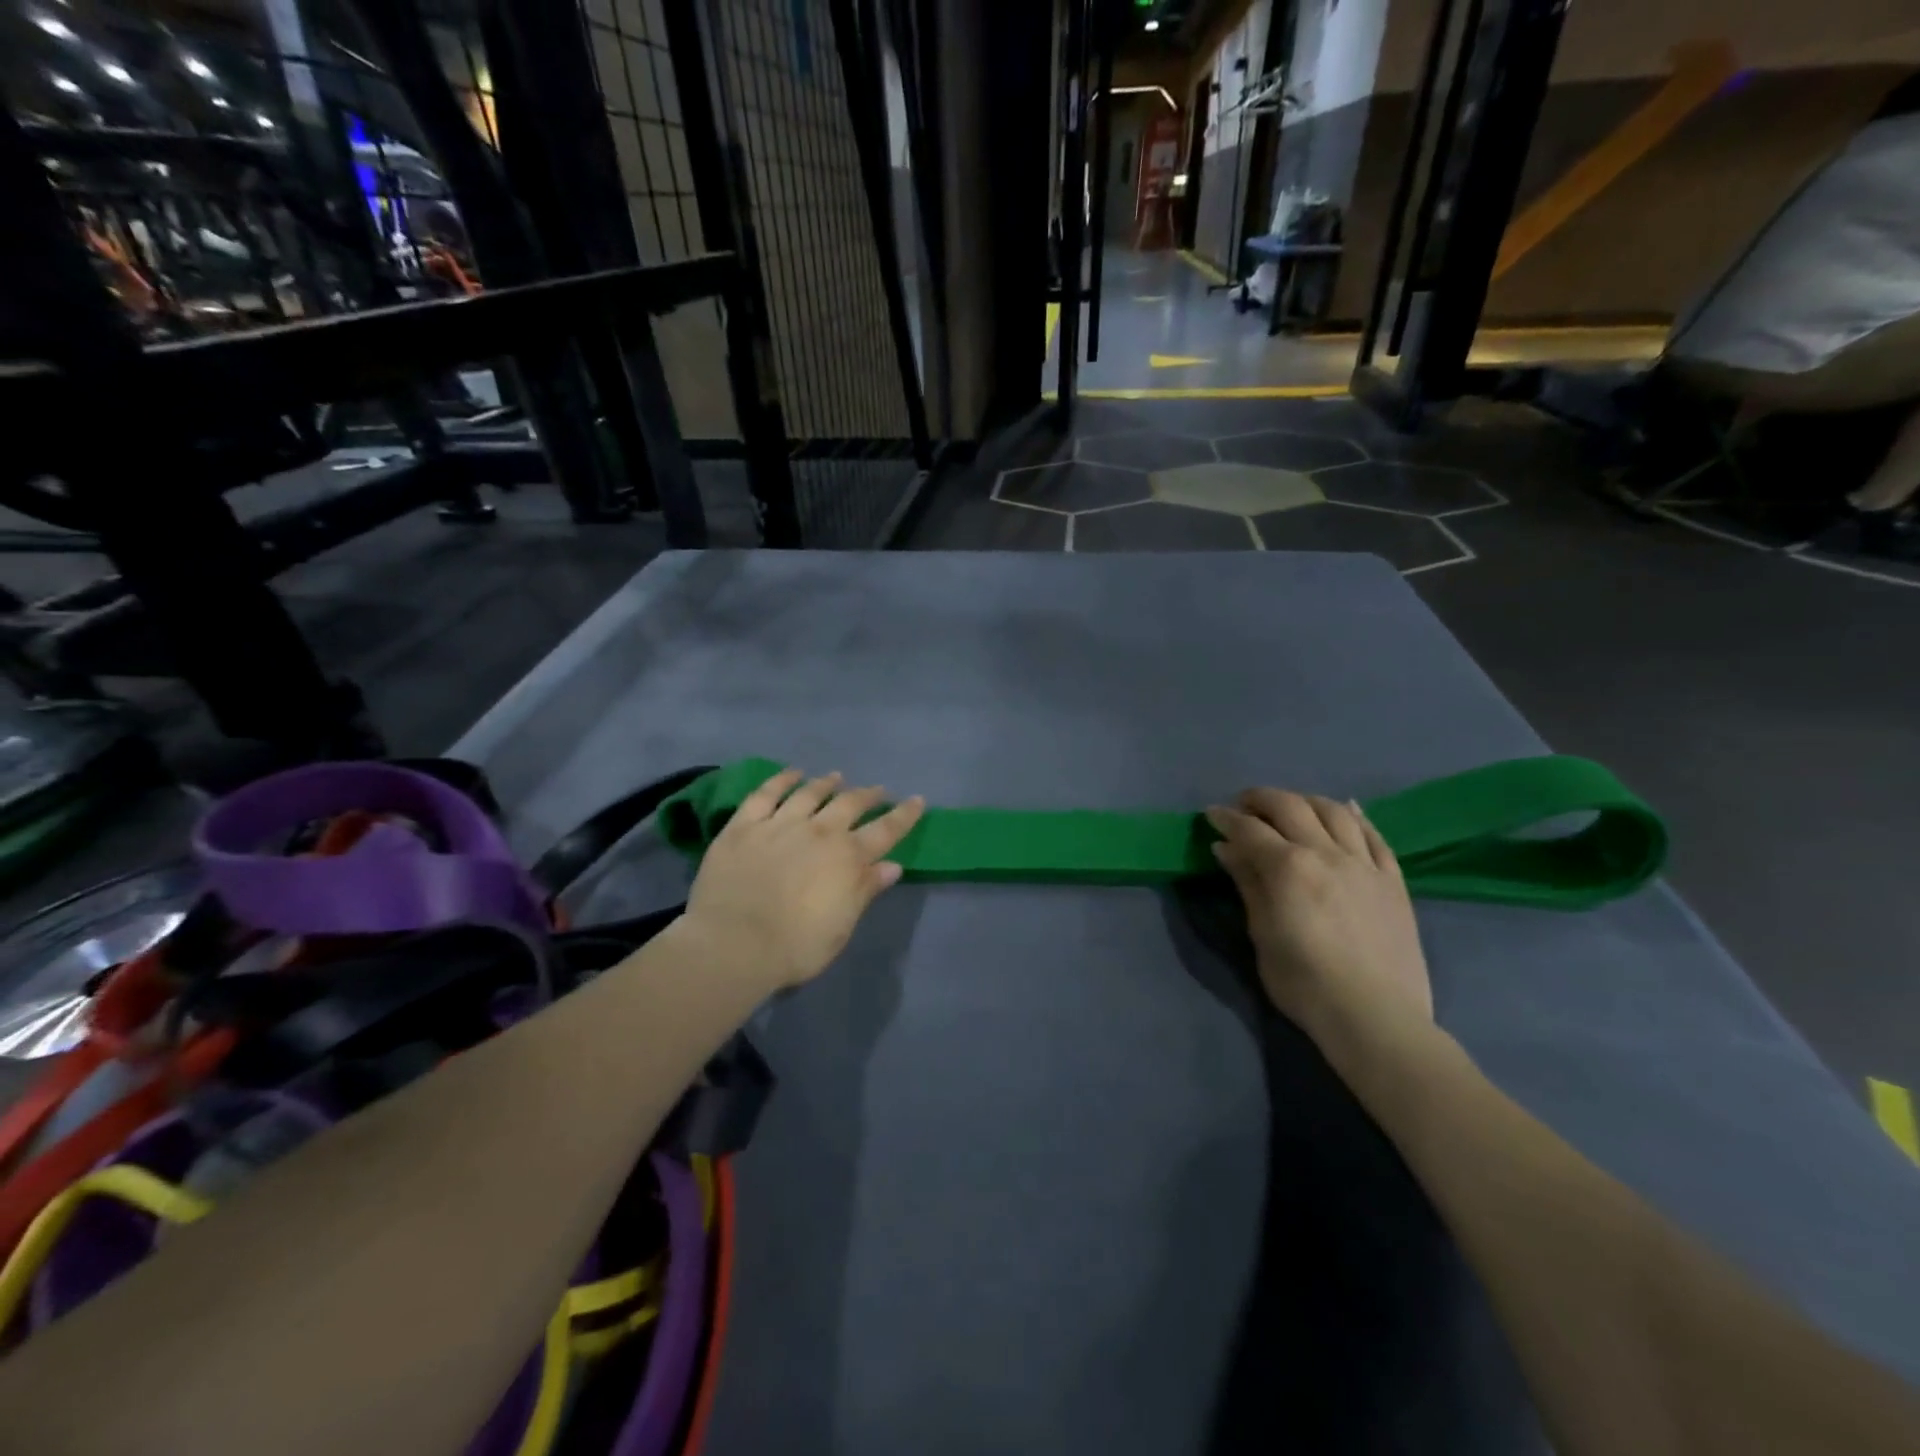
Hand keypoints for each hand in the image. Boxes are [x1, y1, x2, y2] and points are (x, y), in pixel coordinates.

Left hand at [685, 770, 925, 991]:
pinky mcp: (744, 825)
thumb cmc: (796, 946)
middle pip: (850, 804)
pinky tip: (791, 773)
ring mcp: (780, 824)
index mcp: (848, 858)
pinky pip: (766, 794)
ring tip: (836, 776)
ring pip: (810, 793)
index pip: (885, 830)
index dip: (904, 815)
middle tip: (878, 790)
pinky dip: (782, 780)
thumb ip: (865, 891)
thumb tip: (892, 865)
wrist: (734, 944)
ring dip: (827, 783)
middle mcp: (819, 831)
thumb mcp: (842, 926)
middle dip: (868, 795)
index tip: (917, 801)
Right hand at [1205, 790, 1431, 1049]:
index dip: (1226, 817)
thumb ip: (1248, 884)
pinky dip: (1356, 816)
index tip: (1211, 815)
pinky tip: (1346, 810)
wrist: (1375, 1016)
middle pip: (1290, 806)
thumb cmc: (1304, 982)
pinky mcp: (1393, 880)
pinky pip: (1375, 836)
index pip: (1249, 828)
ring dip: (1305, 801)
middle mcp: (1326, 853)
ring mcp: (1364, 864)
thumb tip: (1227, 848)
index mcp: (1288, 867)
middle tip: (1244, 807)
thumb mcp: (1262, 933)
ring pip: (1334, 811)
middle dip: (1261, 799)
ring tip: (1290, 808)